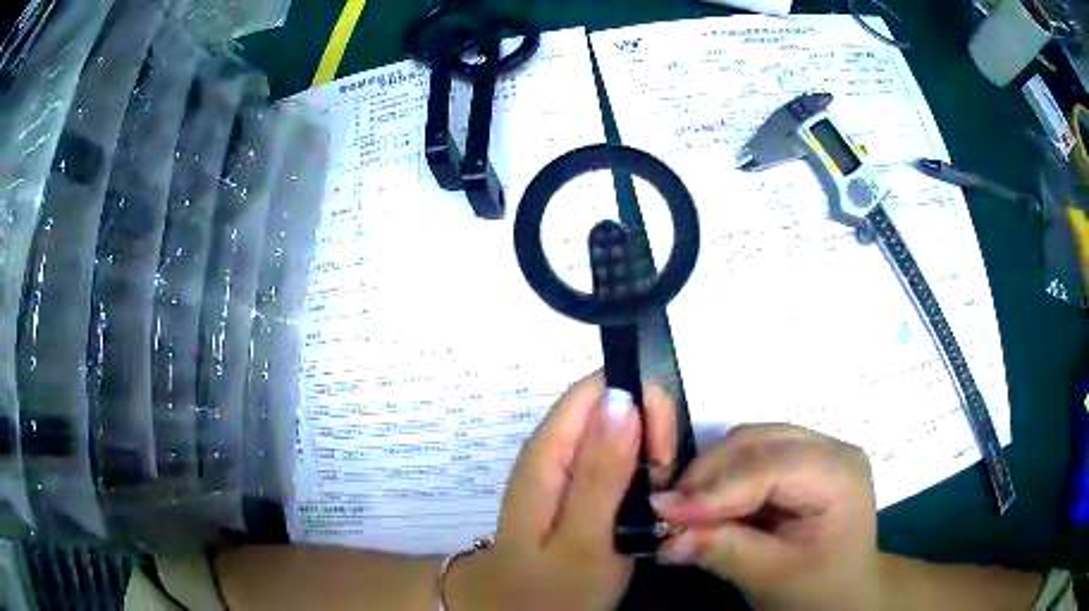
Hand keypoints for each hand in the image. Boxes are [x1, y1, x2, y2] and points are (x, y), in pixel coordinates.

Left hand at [448, 371, 676, 610]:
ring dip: (650, 458)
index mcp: (548, 451)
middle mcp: (554, 448)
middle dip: (651, 434)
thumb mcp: (583, 539)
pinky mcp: (578, 486)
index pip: (599, 387)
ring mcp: (565, 467)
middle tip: (661, 487)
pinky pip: (618, 459)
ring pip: (621, 431)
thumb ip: (601, 472)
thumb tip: (621, 397)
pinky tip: (644, 507)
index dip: (641, 406)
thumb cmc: (548, 590)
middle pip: (612, 403)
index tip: (664, 455)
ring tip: (653, 504)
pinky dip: (641, 475)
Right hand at [651, 424, 878, 610]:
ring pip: (748, 442)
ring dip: (709, 474)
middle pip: (756, 442)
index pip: (769, 466)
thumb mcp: (774, 578)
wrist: (846, 593)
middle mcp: (829, 448)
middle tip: (665, 512)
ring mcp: (815, 451)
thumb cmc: (820, 590)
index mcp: (839, 474)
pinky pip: (749, 456)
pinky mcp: (798, 462)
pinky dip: (720, 477)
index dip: (714, 488)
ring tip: (682, 510)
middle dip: (706, 476)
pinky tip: (705, 505)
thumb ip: (724, 551)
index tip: (662, 511)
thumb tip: (666, 538)